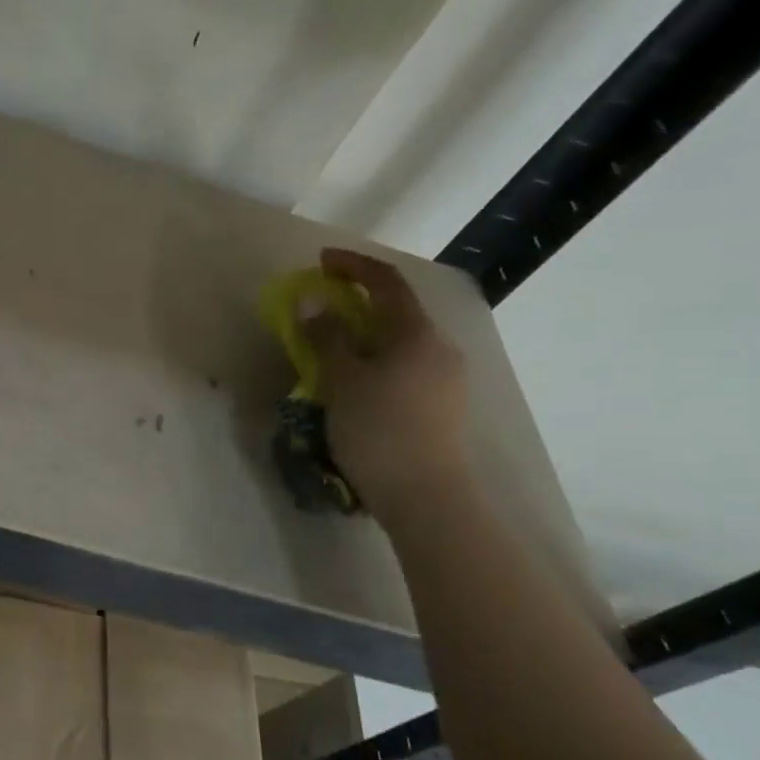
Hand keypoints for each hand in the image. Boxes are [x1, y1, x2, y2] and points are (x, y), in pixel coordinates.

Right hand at [303, 247, 470, 511]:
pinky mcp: (441, 408)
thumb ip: (327, 337)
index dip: (354, 266)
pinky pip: (404, 370)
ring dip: (364, 338)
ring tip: (330, 354)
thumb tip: (313, 301)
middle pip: (396, 314)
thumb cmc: (379, 431)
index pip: (387, 284)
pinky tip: (355, 386)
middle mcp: (439, 350)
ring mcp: (445, 381)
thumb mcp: (343, 381)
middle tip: (321, 311)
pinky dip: (375, 363)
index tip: (321, 261)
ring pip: (399, 345)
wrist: (426, 498)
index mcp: (417, 335)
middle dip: (357, 305)